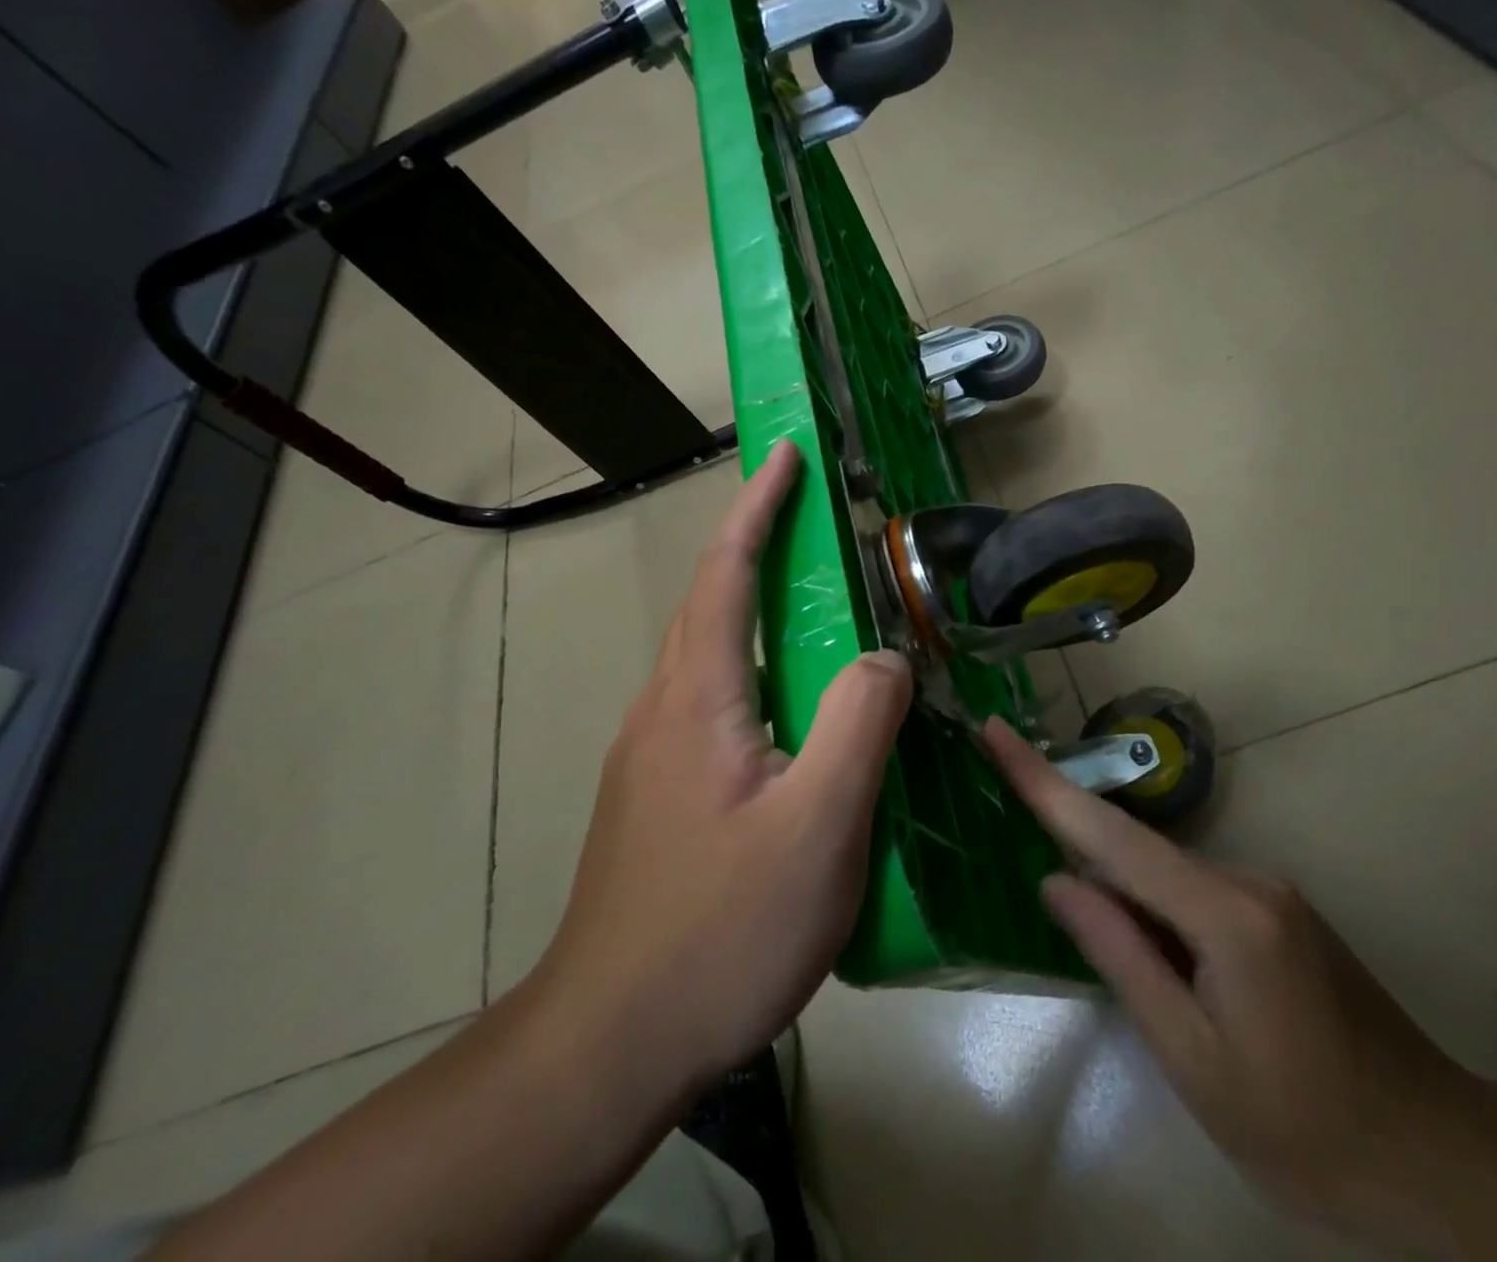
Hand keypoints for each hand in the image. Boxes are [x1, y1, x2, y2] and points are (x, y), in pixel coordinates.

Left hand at [531, 441, 911, 1095]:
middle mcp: (663, 710)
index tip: (784, 456)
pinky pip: (710, 703)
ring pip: (708, 657)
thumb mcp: (817, 827)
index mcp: (697, 698)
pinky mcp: (657, 796)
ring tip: (813, 607)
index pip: (727, 575)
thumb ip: (858, 725)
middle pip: (709, 604)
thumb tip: (885, 658)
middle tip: (809, 518)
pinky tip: (789, 712)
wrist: (610, 1041)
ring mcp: (652, 755)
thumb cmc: (720, 929)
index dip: (757, 509)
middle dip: (754, 545)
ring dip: (752, 609)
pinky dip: (752, 670)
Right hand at [983, 718, 1468, 1231]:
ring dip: (1122, 897)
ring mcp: (1267, 889)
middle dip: (1076, 849)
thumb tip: (1057, 881)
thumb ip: (1120, 956)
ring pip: (1164, 874)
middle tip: (1038, 877)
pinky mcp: (1276, 910)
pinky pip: (1192, 892)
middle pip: (1134, 850)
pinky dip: (1157, 912)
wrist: (1440, 1161)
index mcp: (1223, 912)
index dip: (1042, 781)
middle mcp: (1245, 878)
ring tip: (1110, 955)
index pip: (1109, 833)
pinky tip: (1166, 972)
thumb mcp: (1192, 1059)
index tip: (993, 732)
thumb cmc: (1305, 1129)